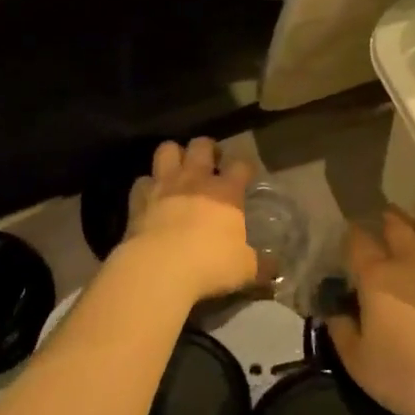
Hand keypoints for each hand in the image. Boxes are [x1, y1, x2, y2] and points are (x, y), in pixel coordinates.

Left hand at [120, 138, 257, 304]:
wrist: (158, 268)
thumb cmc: (209, 264)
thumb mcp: (245, 269)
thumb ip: (260, 265)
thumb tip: (275, 269)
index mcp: (226, 191)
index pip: (241, 164)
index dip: (245, 166)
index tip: (247, 174)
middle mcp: (195, 179)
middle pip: (202, 145)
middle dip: (207, 149)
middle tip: (211, 163)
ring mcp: (164, 185)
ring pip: (167, 150)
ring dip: (174, 155)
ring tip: (178, 169)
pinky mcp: (138, 198)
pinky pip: (141, 181)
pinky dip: (147, 186)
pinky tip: (150, 197)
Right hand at [326, 208, 414, 414]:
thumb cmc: (403, 371)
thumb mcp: (359, 362)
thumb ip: (342, 334)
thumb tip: (335, 316)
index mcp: (376, 276)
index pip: (359, 243)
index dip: (351, 235)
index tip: (347, 233)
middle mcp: (408, 266)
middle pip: (398, 229)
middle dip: (388, 221)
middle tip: (382, 218)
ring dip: (412, 241)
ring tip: (405, 247)